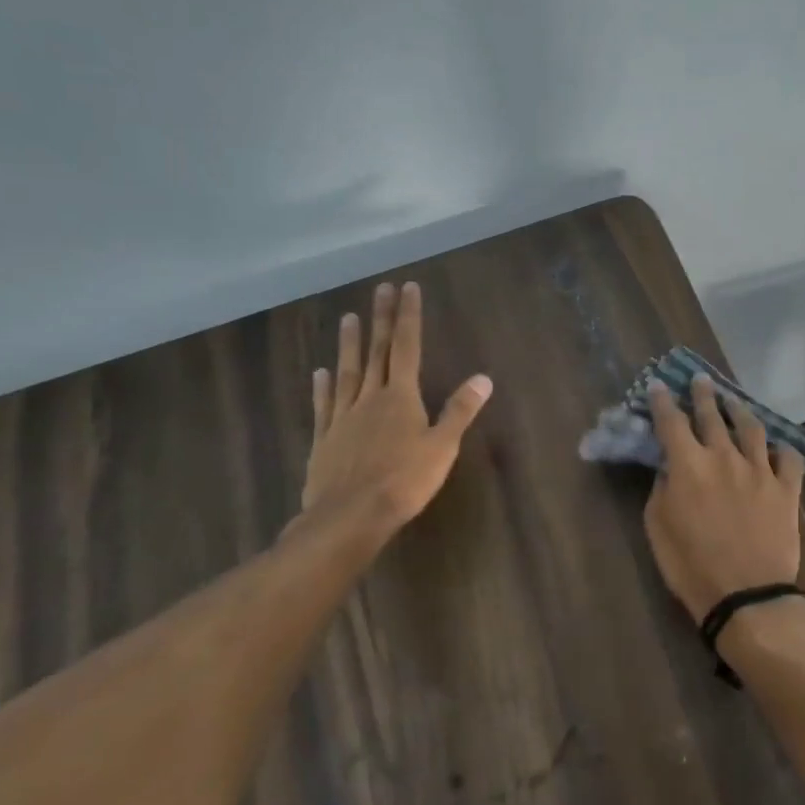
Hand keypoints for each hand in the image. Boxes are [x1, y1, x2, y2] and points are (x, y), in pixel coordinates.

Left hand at [301, 282, 493, 540]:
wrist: (350, 516)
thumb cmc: (404, 482)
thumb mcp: (442, 447)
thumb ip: (459, 411)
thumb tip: (483, 378)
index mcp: (401, 397)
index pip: (408, 347)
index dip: (408, 317)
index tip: (407, 288)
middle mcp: (370, 398)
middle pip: (378, 352)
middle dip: (381, 319)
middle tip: (380, 289)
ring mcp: (343, 417)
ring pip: (348, 372)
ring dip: (350, 344)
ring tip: (348, 317)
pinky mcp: (325, 439)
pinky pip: (325, 405)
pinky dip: (324, 387)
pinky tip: (320, 372)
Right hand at [644, 373, 804, 623]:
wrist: (747, 595)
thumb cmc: (692, 566)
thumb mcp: (658, 527)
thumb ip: (661, 488)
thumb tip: (668, 467)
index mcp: (688, 465)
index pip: (670, 421)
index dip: (662, 401)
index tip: (658, 385)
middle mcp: (724, 456)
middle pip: (712, 415)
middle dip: (703, 394)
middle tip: (700, 380)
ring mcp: (759, 470)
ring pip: (751, 427)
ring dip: (740, 409)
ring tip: (734, 401)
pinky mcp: (785, 488)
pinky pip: (788, 458)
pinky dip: (781, 448)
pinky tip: (776, 446)